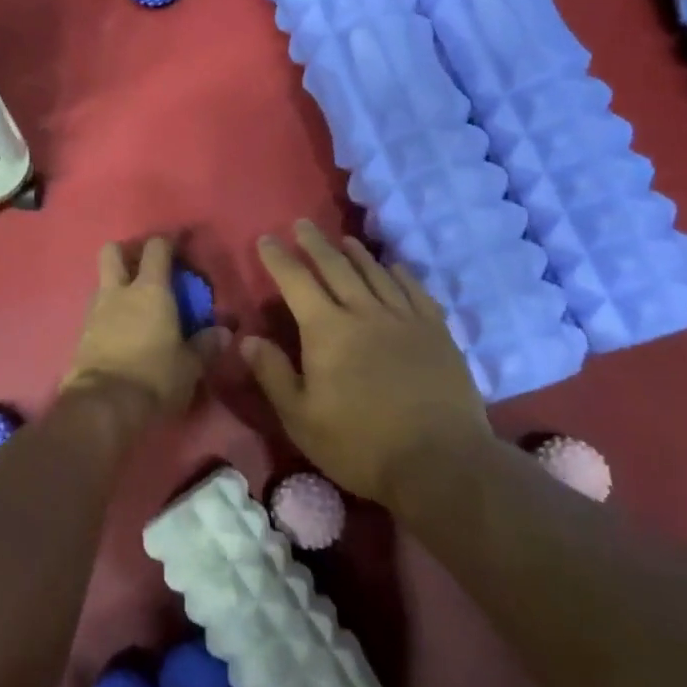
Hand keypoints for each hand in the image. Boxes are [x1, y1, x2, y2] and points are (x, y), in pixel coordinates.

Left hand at [65, 236, 224, 417]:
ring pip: (102, 282)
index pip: (157, 249)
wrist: (103, 406)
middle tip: (146, 268)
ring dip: (117, 286)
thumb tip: (224, 332)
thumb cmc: (154, 378)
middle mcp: (119, 292)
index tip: (180, 244)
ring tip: (135, 305)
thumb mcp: (190, 366)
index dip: (169, 242)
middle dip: (128, 252)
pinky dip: (108, 313)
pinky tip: (121, 331)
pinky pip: (96, 312)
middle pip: (113, 252)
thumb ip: (207, 345)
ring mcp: (95, 311)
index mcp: (150, 290)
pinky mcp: (81, 335)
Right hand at [242, 220, 494, 504]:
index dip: (278, 259)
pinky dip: (400, 274)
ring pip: (376, 273)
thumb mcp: (300, 418)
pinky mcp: (436, 332)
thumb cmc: (359, 444)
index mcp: (327, 330)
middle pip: (336, 267)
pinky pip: (415, 290)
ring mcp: (405, 319)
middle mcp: (364, 312)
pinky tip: (394, 268)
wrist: (440, 461)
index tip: (266, 239)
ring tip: (344, 240)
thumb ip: (272, 373)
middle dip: (315, 244)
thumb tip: (247, 338)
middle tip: (302, 224)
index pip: (296, 282)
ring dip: (356, 253)